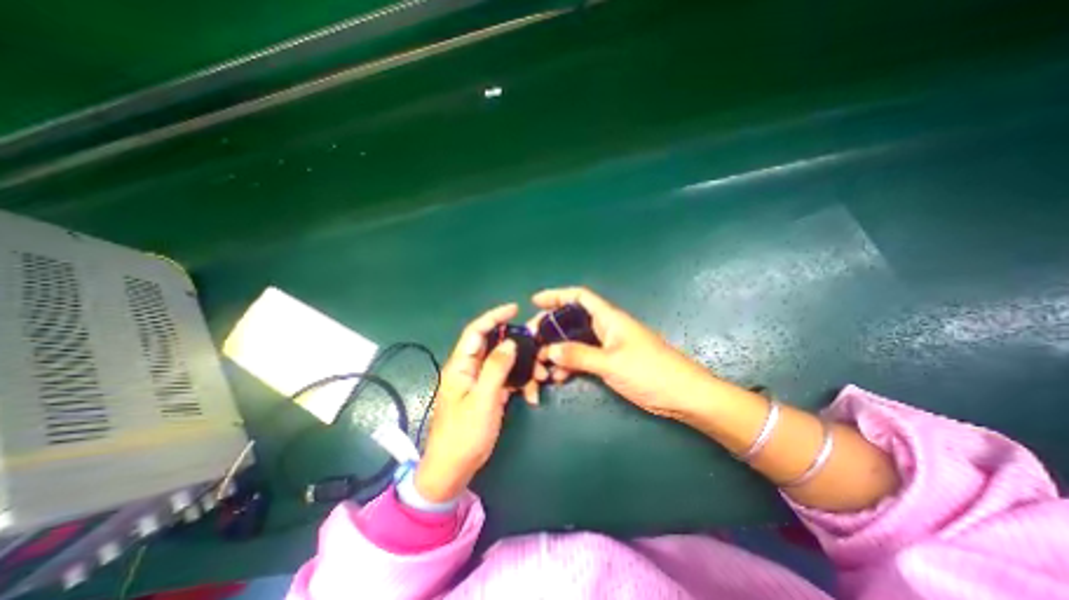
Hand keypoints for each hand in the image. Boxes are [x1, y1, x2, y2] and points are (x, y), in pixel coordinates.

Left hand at [414, 303, 524, 503]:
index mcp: (460, 366)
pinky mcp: (487, 394)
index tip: (514, 309)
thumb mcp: (483, 399)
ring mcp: (479, 382)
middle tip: (536, 349)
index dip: (494, 317)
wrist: (453, 469)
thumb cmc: (465, 434)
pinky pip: (506, 379)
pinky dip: (519, 383)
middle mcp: (469, 369)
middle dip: (515, 345)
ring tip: (539, 379)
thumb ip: (496, 367)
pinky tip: (530, 395)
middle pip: (492, 345)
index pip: (476, 331)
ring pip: (503, 363)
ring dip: (522, 367)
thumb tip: (510, 342)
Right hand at [535, 286, 717, 420]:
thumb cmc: (651, 372)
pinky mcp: (611, 362)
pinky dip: (570, 364)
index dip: (556, 295)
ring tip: (541, 364)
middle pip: (572, 320)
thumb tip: (550, 350)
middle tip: (532, 340)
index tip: (535, 302)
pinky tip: (559, 377)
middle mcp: (606, 328)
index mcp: (608, 318)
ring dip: (558, 350)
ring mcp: (608, 346)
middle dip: (550, 328)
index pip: (579, 297)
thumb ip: (579, 355)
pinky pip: (583, 358)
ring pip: (575, 341)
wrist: (684, 395)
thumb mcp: (611, 363)